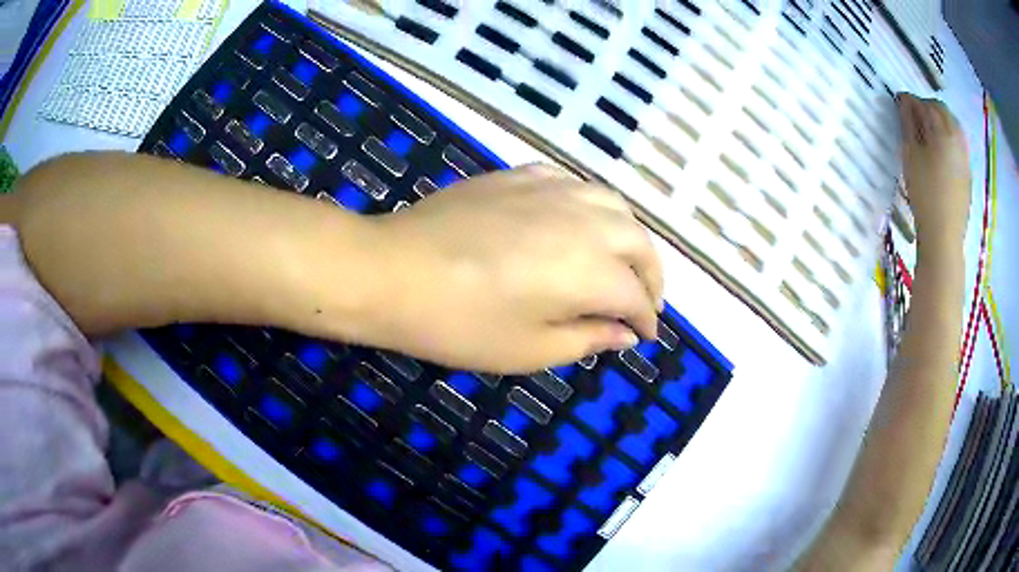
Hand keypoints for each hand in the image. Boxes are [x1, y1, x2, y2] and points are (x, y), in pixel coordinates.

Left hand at [361, 165, 662, 373]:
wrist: (394, 271)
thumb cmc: (459, 323)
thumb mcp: (528, 350)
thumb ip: (586, 339)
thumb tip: (624, 334)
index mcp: (591, 270)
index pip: (636, 295)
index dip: (646, 319)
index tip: (644, 336)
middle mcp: (584, 221)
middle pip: (638, 242)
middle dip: (651, 275)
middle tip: (645, 301)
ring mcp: (552, 190)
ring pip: (613, 203)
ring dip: (629, 234)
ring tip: (622, 259)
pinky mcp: (521, 175)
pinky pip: (573, 182)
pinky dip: (591, 204)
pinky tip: (580, 220)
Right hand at [897, 93, 971, 250]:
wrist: (944, 236)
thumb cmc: (925, 193)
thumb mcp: (911, 155)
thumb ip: (908, 125)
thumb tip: (904, 103)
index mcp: (943, 131)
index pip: (925, 104)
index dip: (910, 100)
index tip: (899, 101)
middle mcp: (957, 138)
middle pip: (942, 110)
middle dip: (927, 107)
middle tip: (913, 115)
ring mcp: (965, 156)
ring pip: (953, 125)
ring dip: (939, 121)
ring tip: (927, 131)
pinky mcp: (967, 172)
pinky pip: (958, 143)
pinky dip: (948, 137)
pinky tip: (939, 149)